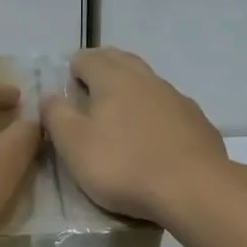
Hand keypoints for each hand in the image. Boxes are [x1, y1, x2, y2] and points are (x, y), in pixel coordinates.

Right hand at [42, 48, 228, 223]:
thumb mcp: (74, 145)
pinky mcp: (198, 122)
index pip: (88, 58)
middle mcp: (146, 79)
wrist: (193, 188)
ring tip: (120, 114)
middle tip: (89, 91)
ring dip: (131, 91)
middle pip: (121, 61)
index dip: (74, 68)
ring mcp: (177, 99)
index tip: (67, 87)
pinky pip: (169, 108)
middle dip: (103, 69)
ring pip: (148, 83)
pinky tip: (153, 136)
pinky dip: (155, 113)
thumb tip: (49, 96)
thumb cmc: (123, 165)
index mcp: (113, 79)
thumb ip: (57, 116)